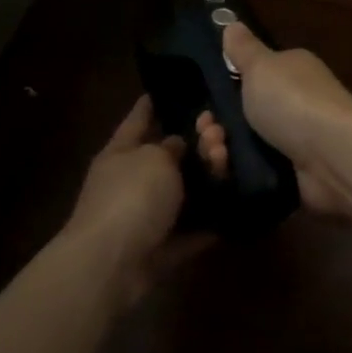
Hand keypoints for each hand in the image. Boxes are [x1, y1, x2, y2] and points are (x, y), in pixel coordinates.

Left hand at [67, 96, 212, 306]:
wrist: (112, 265)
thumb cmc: (130, 197)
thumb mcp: (155, 158)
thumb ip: (173, 146)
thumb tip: (179, 145)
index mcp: (122, 151)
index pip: (140, 117)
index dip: (155, 102)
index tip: (176, 87)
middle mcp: (133, 180)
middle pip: (170, 155)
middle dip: (198, 141)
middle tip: (222, 131)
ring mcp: (147, 215)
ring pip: (185, 190)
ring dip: (209, 177)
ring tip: (229, 162)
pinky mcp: (162, 246)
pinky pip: (193, 228)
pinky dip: (212, 219)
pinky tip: (239, 201)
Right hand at [197, 23, 351, 217]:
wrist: (333, 156)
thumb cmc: (294, 101)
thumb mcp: (262, 66)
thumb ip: (244, 49)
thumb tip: (232, 23)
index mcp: (290, 73)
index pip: (250, 79)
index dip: (222, 93)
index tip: (205, 106)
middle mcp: (294, 105)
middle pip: (241, 117)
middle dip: (215, 127)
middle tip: (209, 134)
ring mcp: (293, 142)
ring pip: (243, 147)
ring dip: (220, 152)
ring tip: (218, 156)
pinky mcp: (292, 175)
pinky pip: (253, 173)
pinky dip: (235, 173)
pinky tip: (225, 172)